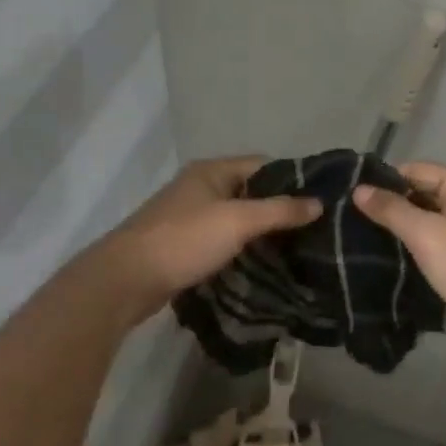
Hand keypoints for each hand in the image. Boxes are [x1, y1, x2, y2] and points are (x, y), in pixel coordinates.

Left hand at [100, 156, 321, 309]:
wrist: (125, 280)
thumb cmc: (184, 240)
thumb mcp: (238, 221)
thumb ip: (279, 211)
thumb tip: (319, 203)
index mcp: (211, 171)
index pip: (263, 165)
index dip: (291, 180)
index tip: (320, 201)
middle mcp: (200, 187)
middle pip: (250, 192)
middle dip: (278, 209)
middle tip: (313, 230)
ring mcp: (189, 217)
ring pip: (236, 219)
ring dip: (260, 232)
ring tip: (295, 250)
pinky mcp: (183, 245)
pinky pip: (222, 240)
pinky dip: (241, 249)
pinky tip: (262, 265)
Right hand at [352, 162, 445, 334]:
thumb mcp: (426, 234)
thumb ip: (392, 210)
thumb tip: (359, 189)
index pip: (415, 170)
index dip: (385, 184)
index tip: (354, 202)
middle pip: (423, 191)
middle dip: (395, 206)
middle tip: (357, 223)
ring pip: (431, 215)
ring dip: (407, 226)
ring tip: (371, 240)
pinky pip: (441, 234)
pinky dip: (422, 242)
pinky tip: (399, 255)